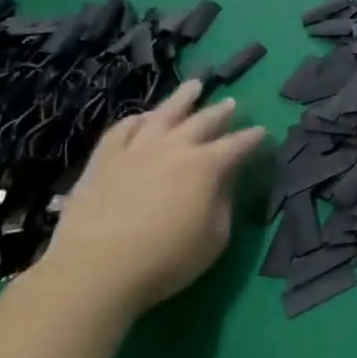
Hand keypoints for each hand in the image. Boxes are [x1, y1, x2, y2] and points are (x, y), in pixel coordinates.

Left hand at [37, 80, 266, 316]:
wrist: (93, 272)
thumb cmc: (166, 260)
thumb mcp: (215, 237)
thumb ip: (224, 202)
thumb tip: (226, 179)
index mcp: (207, 166)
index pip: (238, 144)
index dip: (253, 137)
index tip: (262, 132)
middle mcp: (175, 148)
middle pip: (204, 120)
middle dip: (222, 112)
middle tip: (233, 103)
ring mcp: (136, 150)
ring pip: (164, 113)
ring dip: (183, 98)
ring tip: (194, 85)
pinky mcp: (103, 160)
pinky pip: (122, 129)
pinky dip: (137, 120)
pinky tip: (143, 117)